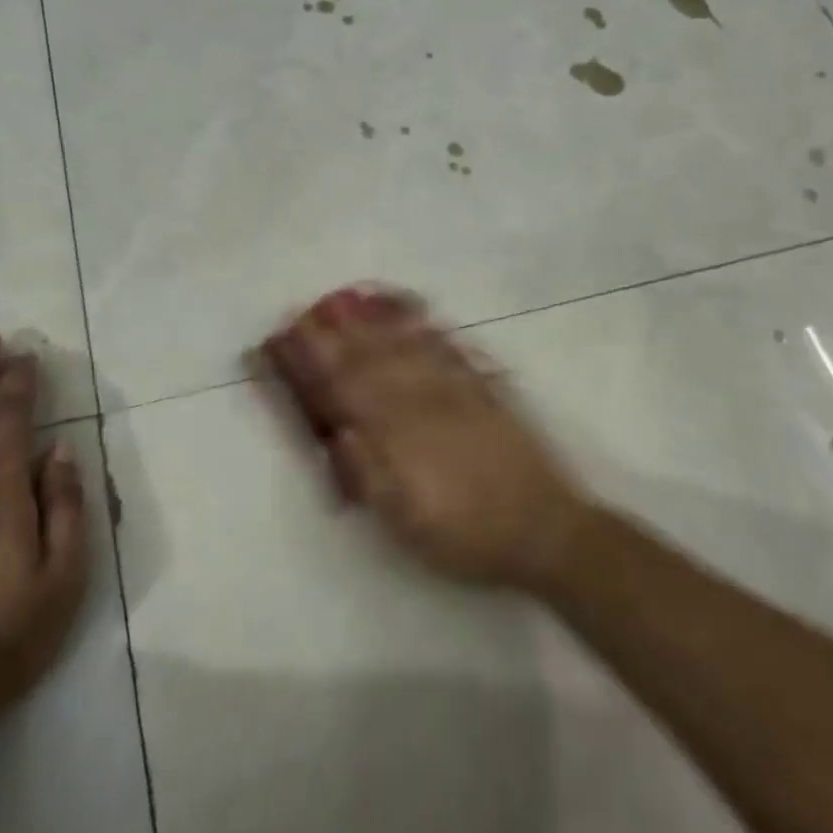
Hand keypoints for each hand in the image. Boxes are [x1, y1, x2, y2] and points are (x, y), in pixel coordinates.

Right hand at [259, 287, 589, 590]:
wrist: (544, 528)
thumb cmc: (465, 536)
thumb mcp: (406, 522)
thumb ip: (370, 473)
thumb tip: (339, 430)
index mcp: (398, 437)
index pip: (346, 389)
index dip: (315, 362)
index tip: (288, 339)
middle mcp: (422, 403)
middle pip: (371, 359)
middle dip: (336, 332)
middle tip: (309, 308)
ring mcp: (455, 391)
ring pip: (406, 345)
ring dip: (374, 320)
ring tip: (349, 296)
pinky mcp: (482, 389)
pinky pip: (447, 347)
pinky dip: (424, 326)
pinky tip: (412, 312)